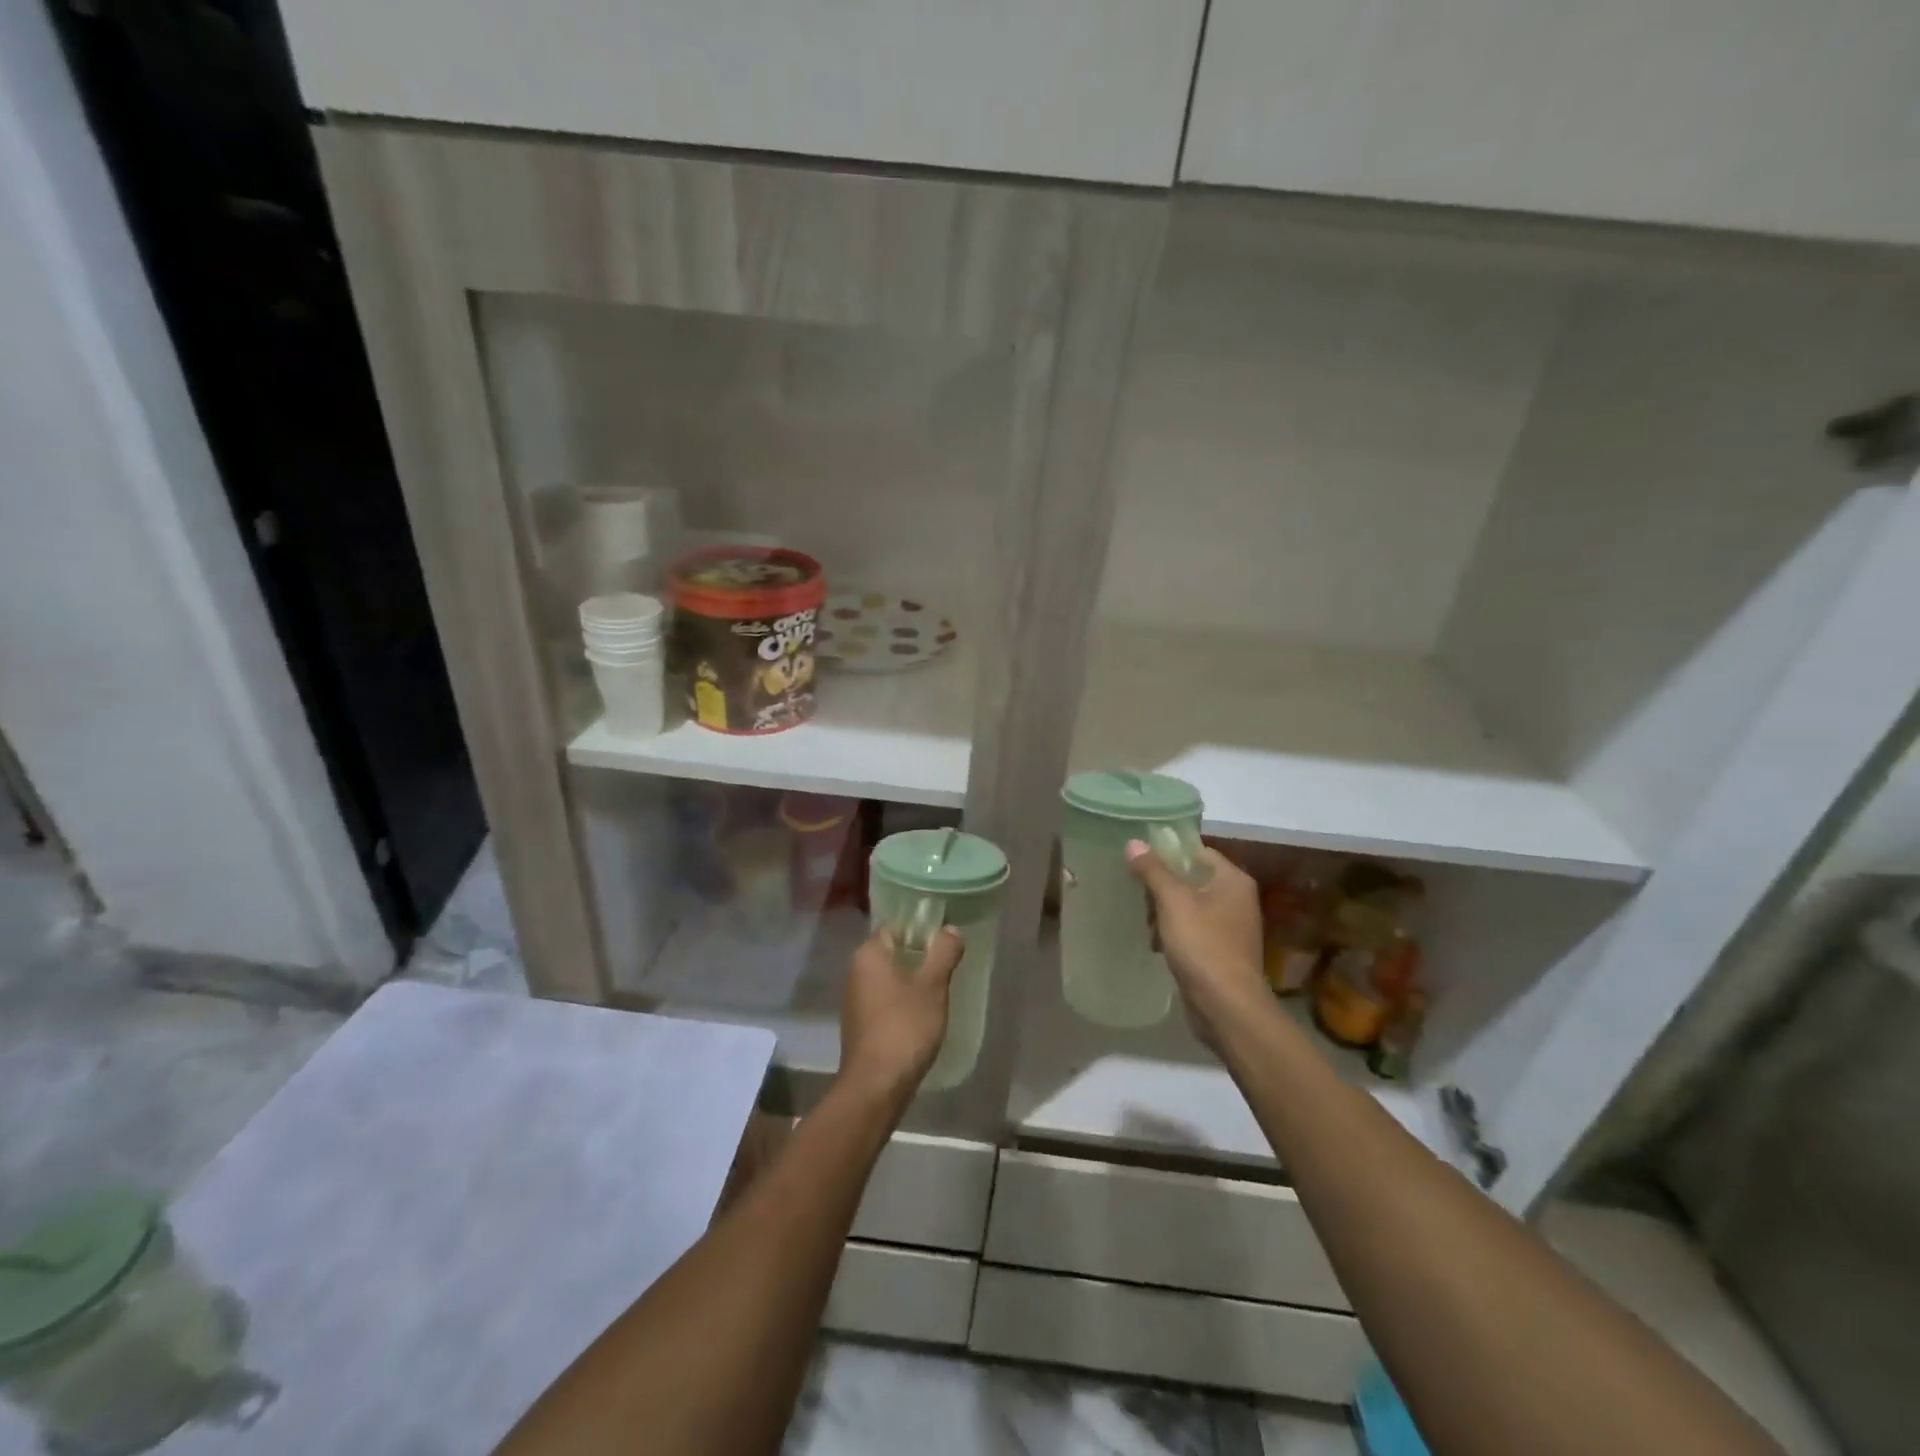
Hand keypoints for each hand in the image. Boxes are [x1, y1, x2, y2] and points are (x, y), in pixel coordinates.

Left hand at [838, 925, 964, 1106]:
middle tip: (947, 966)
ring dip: (912, 982)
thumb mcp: (933, 985)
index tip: (945, 941)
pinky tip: (922, 1016)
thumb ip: (944, 952)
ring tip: (940, 991)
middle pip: (892, 952)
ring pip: (889, 978)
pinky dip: (903, 1003)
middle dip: (919, 957)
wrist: (876, 1085)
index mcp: (869, 954)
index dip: (921, 930)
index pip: (896, 927)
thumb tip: (951, 929)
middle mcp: (856, 971)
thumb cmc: (905, 1026)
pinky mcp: (861, 1024)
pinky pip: (885, 1001)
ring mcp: (856, 1000)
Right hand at [1126, 842, 1267, 1051]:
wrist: (1227, 1006)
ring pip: (1190, 906)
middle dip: (1163, 887)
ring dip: (1165, 912)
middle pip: (1192, 878)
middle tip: (1139, 896)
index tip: (1139, 860)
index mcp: (1233, 880)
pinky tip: (1156, 944)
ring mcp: (1231, 927)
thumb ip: (1153, 870)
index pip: (1198, 852)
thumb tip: (1134, 842)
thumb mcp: (1172, 902)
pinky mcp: (1221, 952)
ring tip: (1146, 924)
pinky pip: (1193, 930)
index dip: (1169, 853)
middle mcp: (1237, 899)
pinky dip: (1175, 933)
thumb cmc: (1202, 945)